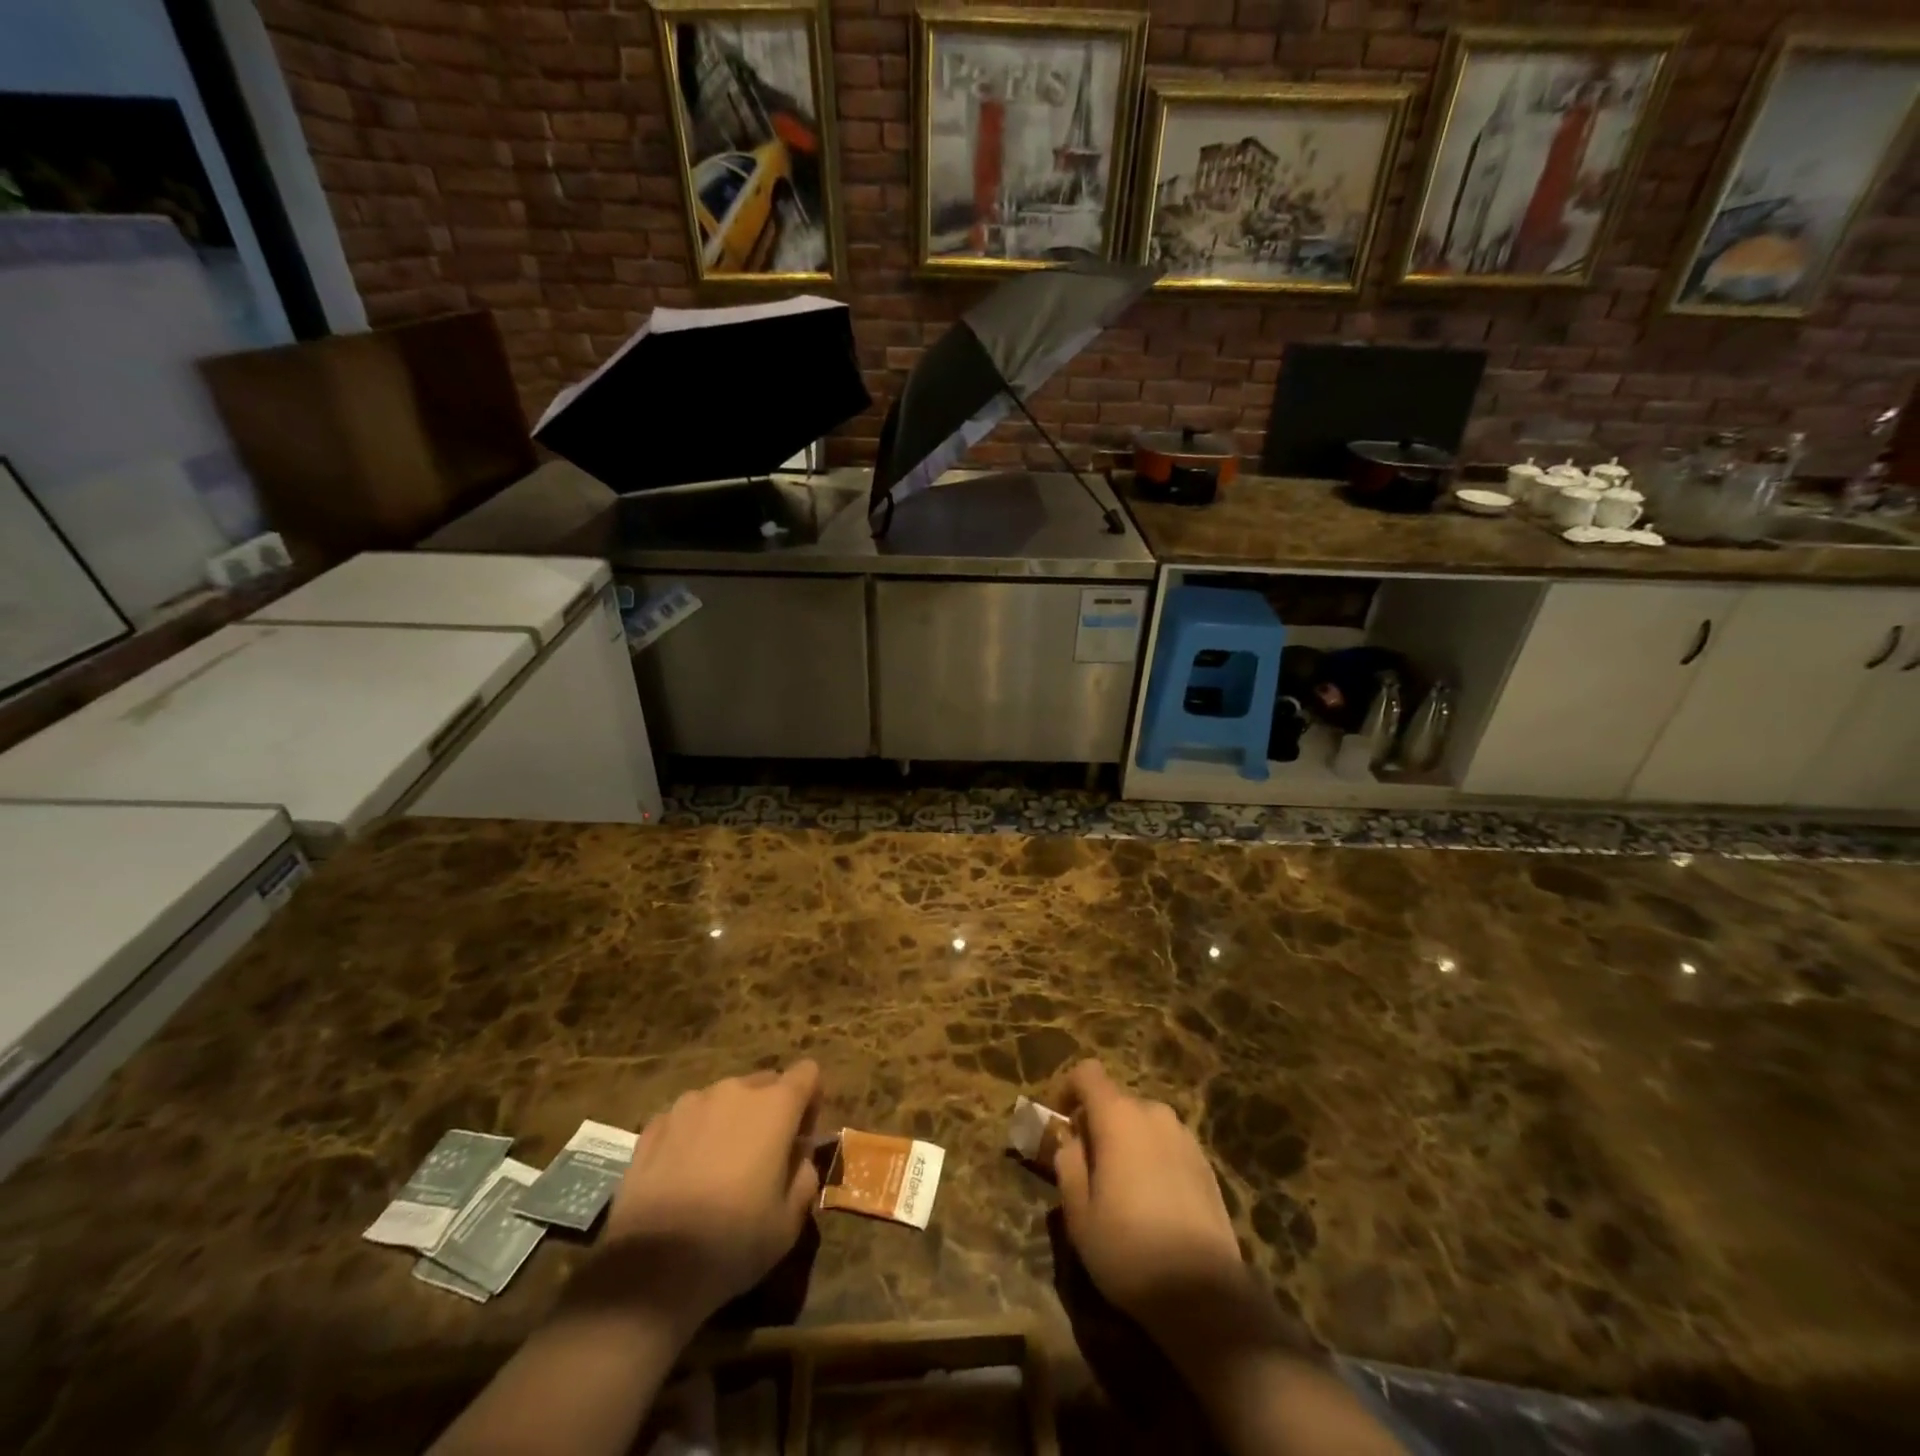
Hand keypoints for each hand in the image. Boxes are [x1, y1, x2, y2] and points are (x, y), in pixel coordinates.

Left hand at [598, 1061, 822, 1338]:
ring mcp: (689, 1104)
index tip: (801, 1137)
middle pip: (765, 1082)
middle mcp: (734, 1091)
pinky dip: (694, 1135)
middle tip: (762, 1158)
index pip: (807, 1073)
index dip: (811, 1100)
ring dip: (730, 1121)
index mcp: (775, 1106)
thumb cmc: (733, 1242)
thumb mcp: (790, 1221)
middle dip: (770, 1110)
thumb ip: (805, 1174)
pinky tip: (684, 1176)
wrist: (650, 1270)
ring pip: (723, 1099)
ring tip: (717, 1169)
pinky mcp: (654, 1125)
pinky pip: (687, 1118)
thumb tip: (798, 1155)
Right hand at [1053, 1060, 1255, 1352]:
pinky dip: (1152, 1158)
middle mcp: (1154, 1114)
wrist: (1205, 1295)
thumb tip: (1071, 1142)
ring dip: (1126, 1142)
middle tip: (1087, 1167)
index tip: (1060, 1121)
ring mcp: (1185, 1137)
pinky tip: (1153, 1203)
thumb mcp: (1078, 1214)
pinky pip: (1167, 1145)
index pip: (1088, 1073)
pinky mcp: (1206, 1164)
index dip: (1068, 1089)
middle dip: (1097, 1124)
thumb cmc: (1129, 1250)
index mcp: (1118, 1117)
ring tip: (1121, 1188)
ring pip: (1143, 1124)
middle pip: (1116, 1101)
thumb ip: (1068, 1165)